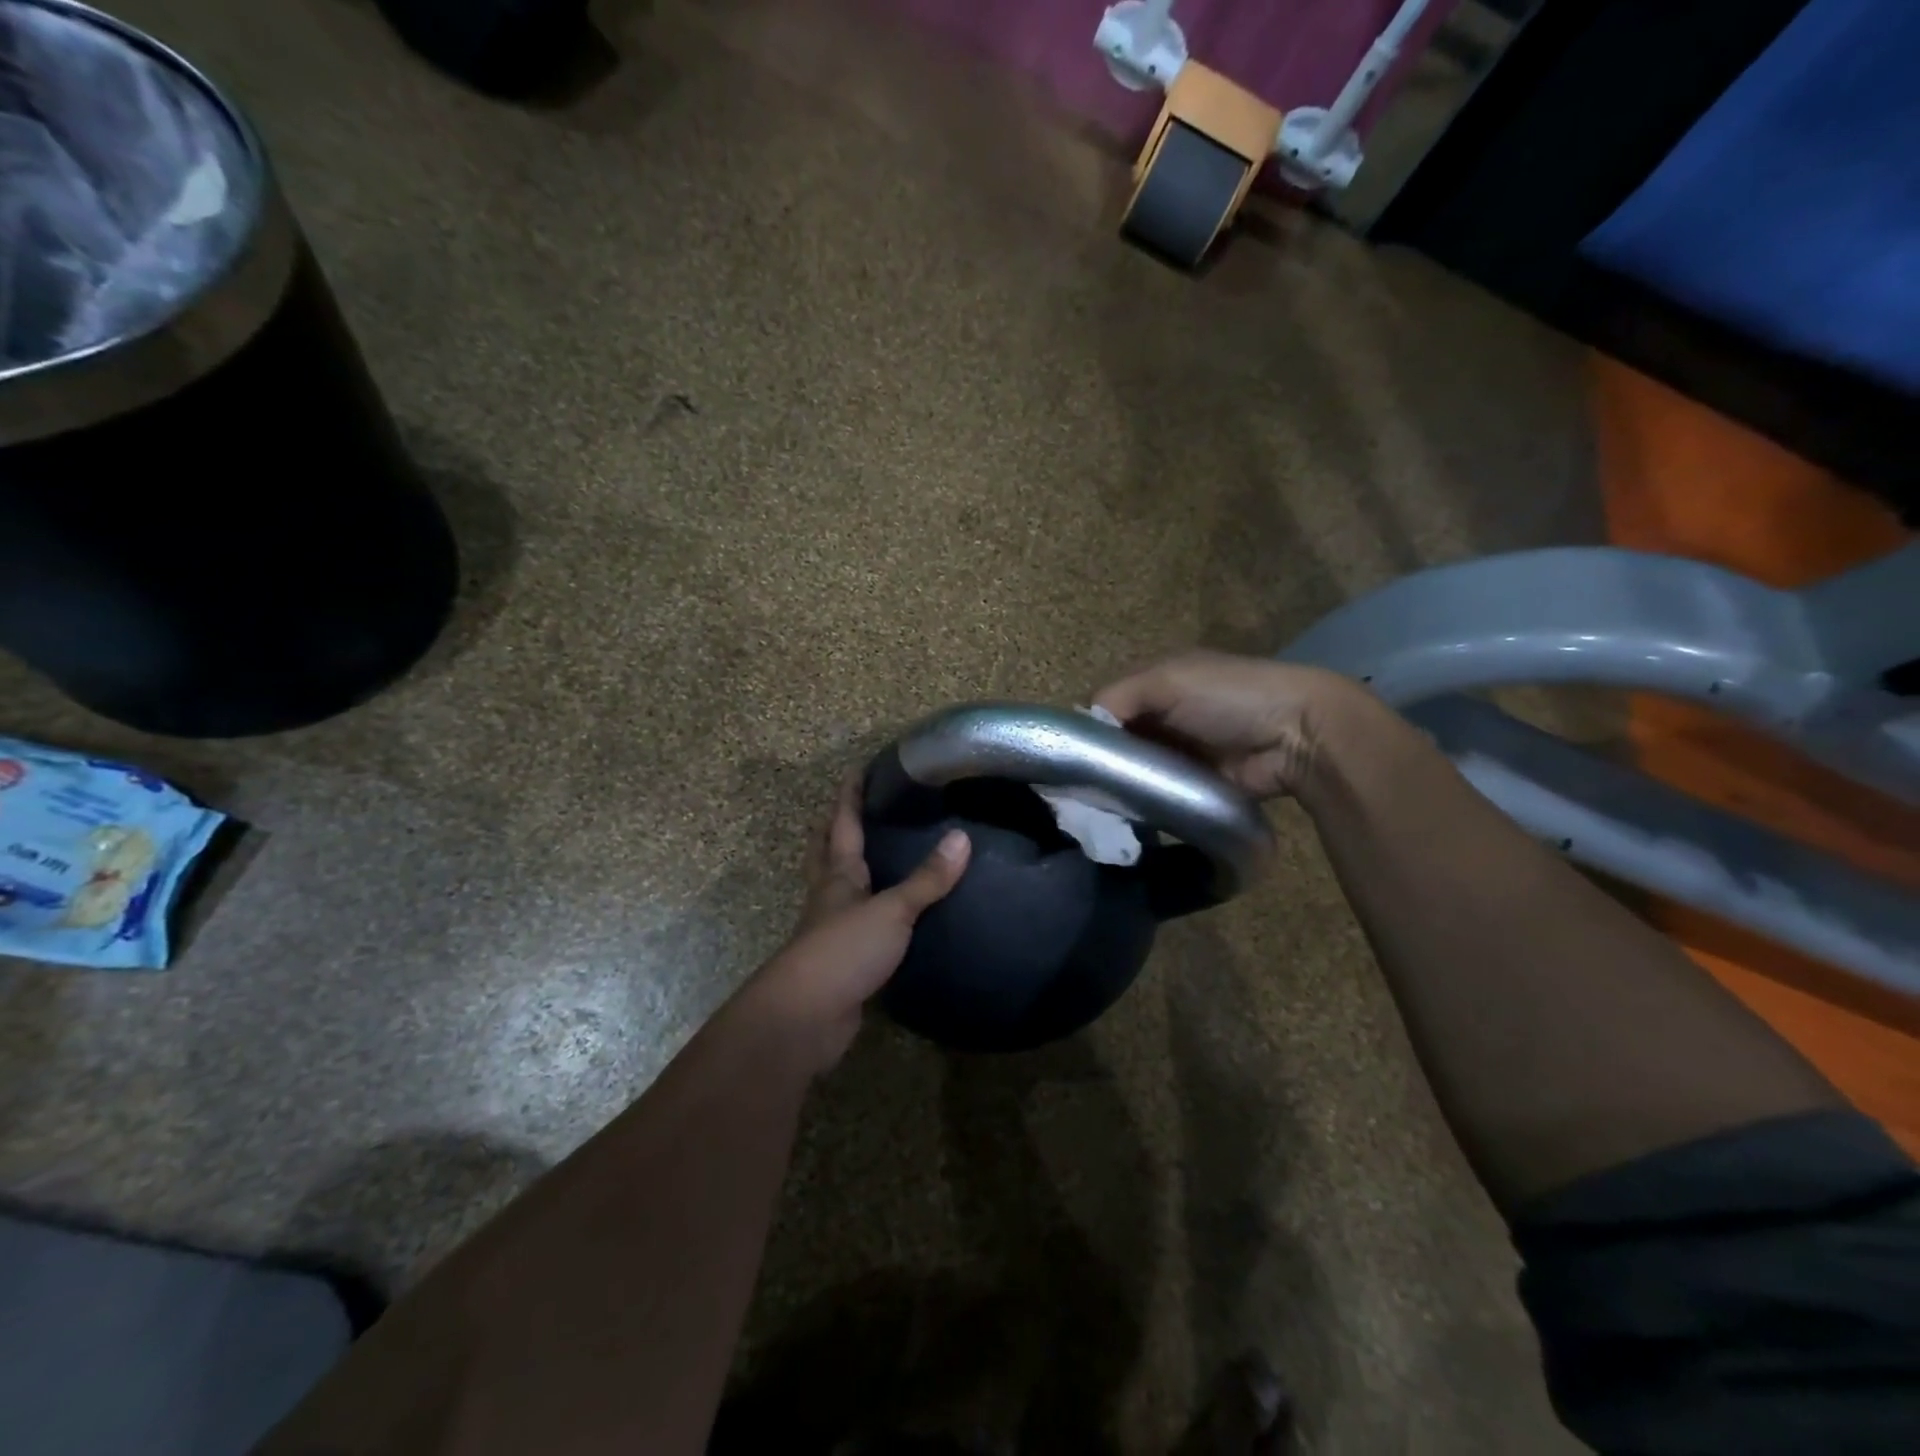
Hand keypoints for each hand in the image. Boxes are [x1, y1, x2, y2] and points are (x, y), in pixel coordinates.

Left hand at [743, 775, 969, 1073]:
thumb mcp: (891, 911)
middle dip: (836, 827)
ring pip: (839, 887)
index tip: (857, 767)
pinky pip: (857, 924)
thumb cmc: (844, 950)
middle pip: (826, 852)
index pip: (843, 824)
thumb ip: (927, 879)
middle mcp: (830, 896)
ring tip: (876, 852)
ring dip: (849, 867)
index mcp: (838, 875)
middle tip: (854, 805)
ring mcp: (832, 930)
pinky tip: (891, 914)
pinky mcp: (842, 961)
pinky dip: (870, 910)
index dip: (849, 795)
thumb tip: (962, 837)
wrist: (806, 1017)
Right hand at [1093, 651, 1364, 799]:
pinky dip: (1143, 800)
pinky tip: (1123, 813)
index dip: (1088, 726)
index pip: (1107, 705)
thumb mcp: (1167, 681)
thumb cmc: (1228, 697)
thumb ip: (1119, 697)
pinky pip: (1159, 792)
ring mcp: (1181, 751)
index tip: (1070, 754)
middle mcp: (1164, 715)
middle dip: (1101, 760)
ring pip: (1136, 768)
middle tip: (1079, 786)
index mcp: (1157, 683)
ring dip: (1120, 782)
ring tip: (1096, 804)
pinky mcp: (1195, 783)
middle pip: (1119, 740)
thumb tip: (1082, 727)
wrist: (1296, 735)